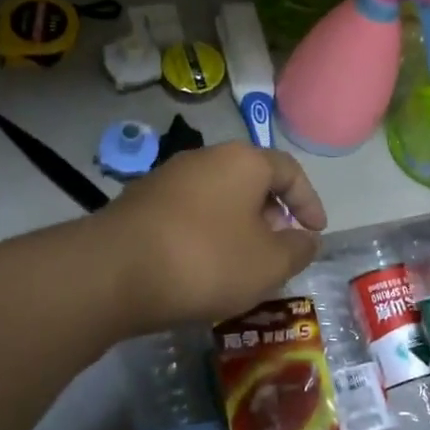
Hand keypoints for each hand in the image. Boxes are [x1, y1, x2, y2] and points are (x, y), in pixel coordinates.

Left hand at [100, 143, 327, 331]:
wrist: (113, 272)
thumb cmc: (205, 260)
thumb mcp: (268, 264)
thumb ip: (297, 250)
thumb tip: (306, 239)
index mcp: (242, 161)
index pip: (289, 171)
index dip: (308, 202)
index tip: (316, 233)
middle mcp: (205, 158)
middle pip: (251, 181)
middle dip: (272, 216)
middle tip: (280, 250)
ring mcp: (168, 178)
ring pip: (218, 199)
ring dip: (238, 227)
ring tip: (243, 265)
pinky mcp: (140, 202)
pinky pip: (189, 214)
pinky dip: (206, 235)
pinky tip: (202, 268)